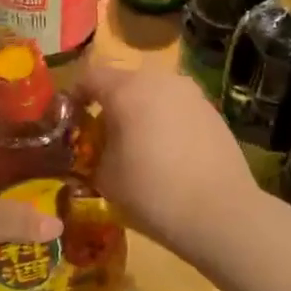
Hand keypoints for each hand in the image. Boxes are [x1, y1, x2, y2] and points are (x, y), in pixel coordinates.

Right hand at [79, 63, 257, 253]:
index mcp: (127, 90)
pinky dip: (166, 121)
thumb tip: (96, 148)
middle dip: (110, 105)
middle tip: (103, 137)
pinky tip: (169, 154)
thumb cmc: (152, 192)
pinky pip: (178, 107)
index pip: (89, 77)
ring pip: (154, 93)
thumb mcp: (105, 178)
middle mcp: (160, 79)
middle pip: (124, 82)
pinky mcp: (212, 110)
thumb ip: (93, 153)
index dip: (74, 96)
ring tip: (138, 146)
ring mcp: (191, 93)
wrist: (221, 212)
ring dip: (140, 112)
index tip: (70, 121)